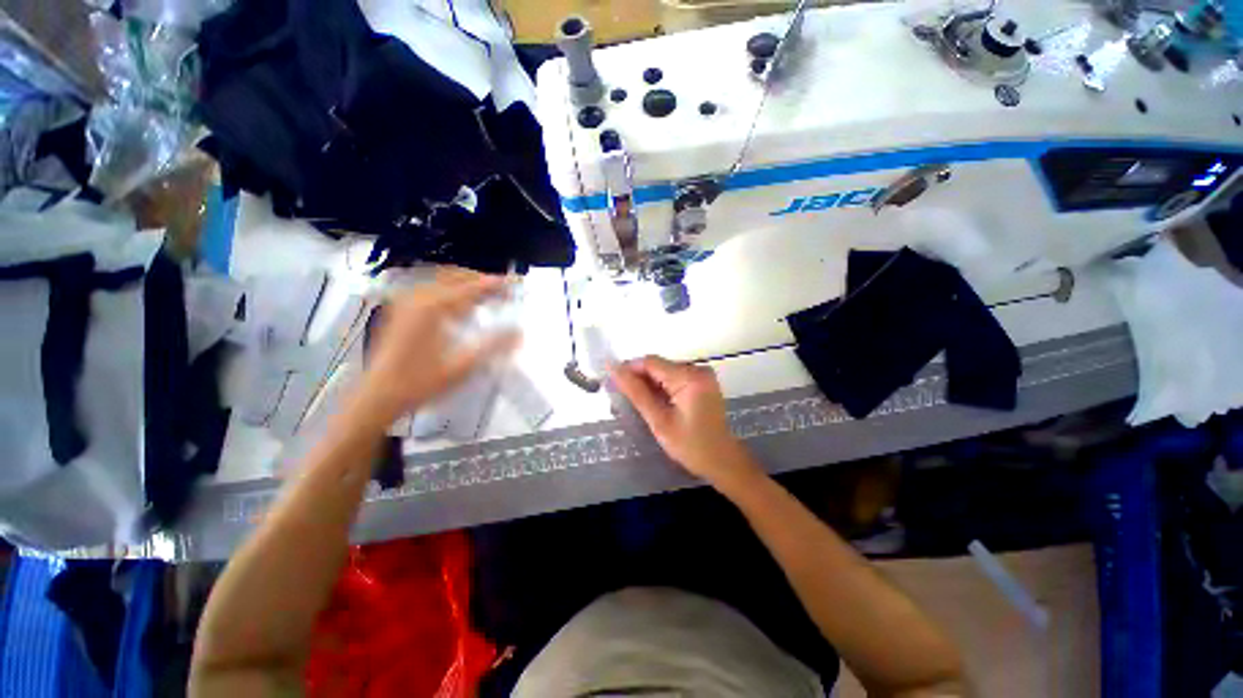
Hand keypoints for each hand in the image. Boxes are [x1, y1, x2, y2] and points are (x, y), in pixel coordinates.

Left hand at [353, 272, 518, 426]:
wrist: (377, 397)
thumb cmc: (420, 383)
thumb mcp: (462, 367)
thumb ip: (493, 346)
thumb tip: (520, 332)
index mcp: (434, 308)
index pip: (472, 287)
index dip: (496, 284)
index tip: (516, 283)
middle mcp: (418, 297)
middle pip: (456, 276)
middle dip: (482, 280)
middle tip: (504, 291)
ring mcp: (406, 302)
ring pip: (442, 280)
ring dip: (467, 283)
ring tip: (487, 295)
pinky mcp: (400, 310)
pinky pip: (430, 288)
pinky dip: (450, 290)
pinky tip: (460, 304)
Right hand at [610, 356, 761, 489]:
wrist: (722, 461)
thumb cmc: (691, 446)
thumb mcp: (659, 421)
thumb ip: (636, 392)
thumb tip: (614, 369)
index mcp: (689, 377)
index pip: (651, 362)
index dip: (629, 369)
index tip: (612, 383)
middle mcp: (697, 369)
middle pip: (658, 366)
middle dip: (639, 380)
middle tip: (622, 399)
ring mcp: (701, 375)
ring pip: (664, 372)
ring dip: (649, 385)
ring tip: (637, 405)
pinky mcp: (702, 382)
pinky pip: (674, 378)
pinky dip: (661, 389)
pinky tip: (654, 404)